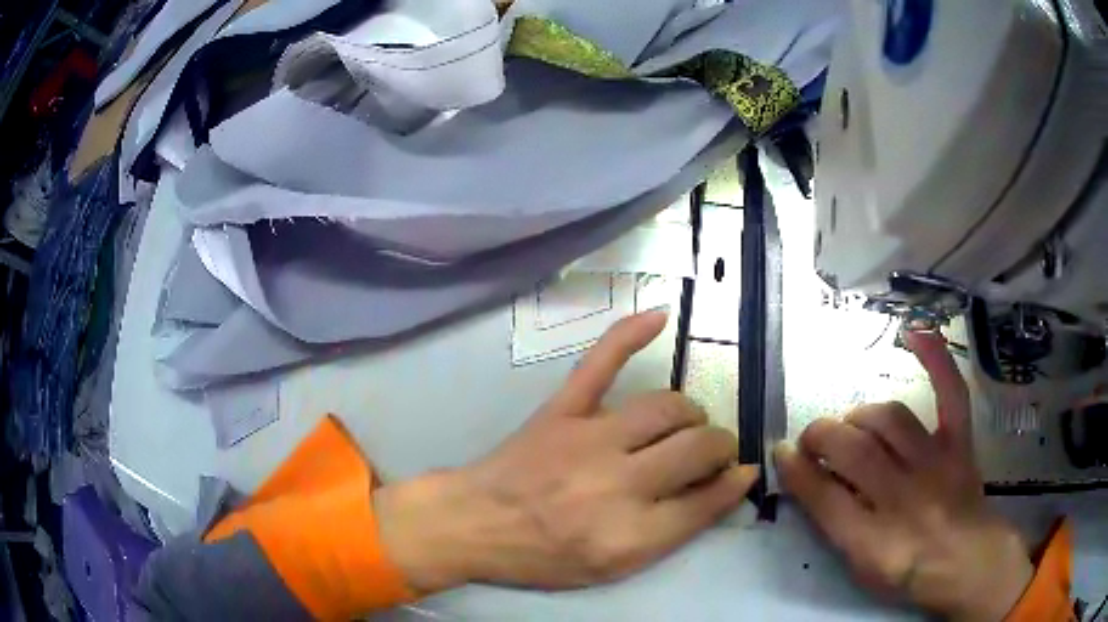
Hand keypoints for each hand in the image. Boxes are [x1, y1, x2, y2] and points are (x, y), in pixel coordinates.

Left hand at [375, 311, 758, 592]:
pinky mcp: (562, 410)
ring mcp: (589, 439)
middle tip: (715, 451)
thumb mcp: (615, 567)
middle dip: (720, 446)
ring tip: (688, 424)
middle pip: (697, 448)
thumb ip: (675, 530)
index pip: (707, 500)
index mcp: (630, 534)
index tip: (742, 473)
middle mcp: (617, 483)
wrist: (476, 522)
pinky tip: (661, 315)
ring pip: (667, 406)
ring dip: (691, 414)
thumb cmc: (545, 555)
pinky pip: (601, 363)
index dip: (733, 483)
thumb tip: (729, 485)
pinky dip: (630, 334)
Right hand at [776, 331, 1033, 621]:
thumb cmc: (907, 570)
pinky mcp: (958, 442)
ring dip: (860, 417)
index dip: (796, 471)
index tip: (781, 453)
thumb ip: (832, 522)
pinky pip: (951, 393)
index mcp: (872, 538)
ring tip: (852, 425)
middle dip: (820, 436)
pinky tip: (915, 332)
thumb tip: (806, 477)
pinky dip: (936, 359)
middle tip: (812, 440)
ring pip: (889, 419)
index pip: (823, 497)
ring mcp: (934, 462)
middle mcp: (902, 495)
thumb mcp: (860, 565)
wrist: (965, 560)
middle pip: (853, 450)